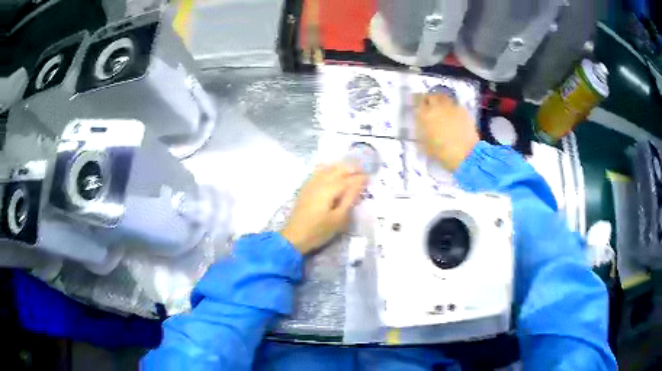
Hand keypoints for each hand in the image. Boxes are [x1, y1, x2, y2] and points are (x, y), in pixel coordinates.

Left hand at [281, 164, 366, 254]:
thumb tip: (360, 182)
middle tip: (363, 174)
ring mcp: (311, 183)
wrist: (293, 237)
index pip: (349, 178)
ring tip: (352, 172)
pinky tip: (333, 172)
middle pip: (339, 168)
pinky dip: (330, 169)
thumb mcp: (338, 218)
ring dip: (342, 167)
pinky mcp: (306, 187)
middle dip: (352, 168)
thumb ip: (350, 198)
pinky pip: (320, 171)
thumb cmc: (318, 231)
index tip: (370, 179)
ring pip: (329, 167)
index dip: (361, 177)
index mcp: (330, 188)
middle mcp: (320, 181)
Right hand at [415, 94, 479, 170]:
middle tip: (428, 104)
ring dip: (440, 100)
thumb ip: (421, 132)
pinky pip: (455, 104)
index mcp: (424, 115)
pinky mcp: (463, 111)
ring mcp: (451, 107)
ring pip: (443, 97)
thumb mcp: (424, 145)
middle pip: (431, 95)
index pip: (417, 100)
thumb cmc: (442, 153)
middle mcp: (437, 107)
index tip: (417, 104)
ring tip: (441, 107)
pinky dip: (452, 107)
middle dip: (429, 98)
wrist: (465, 154)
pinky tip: (453, 115)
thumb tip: (421, 126)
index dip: (416, 101)